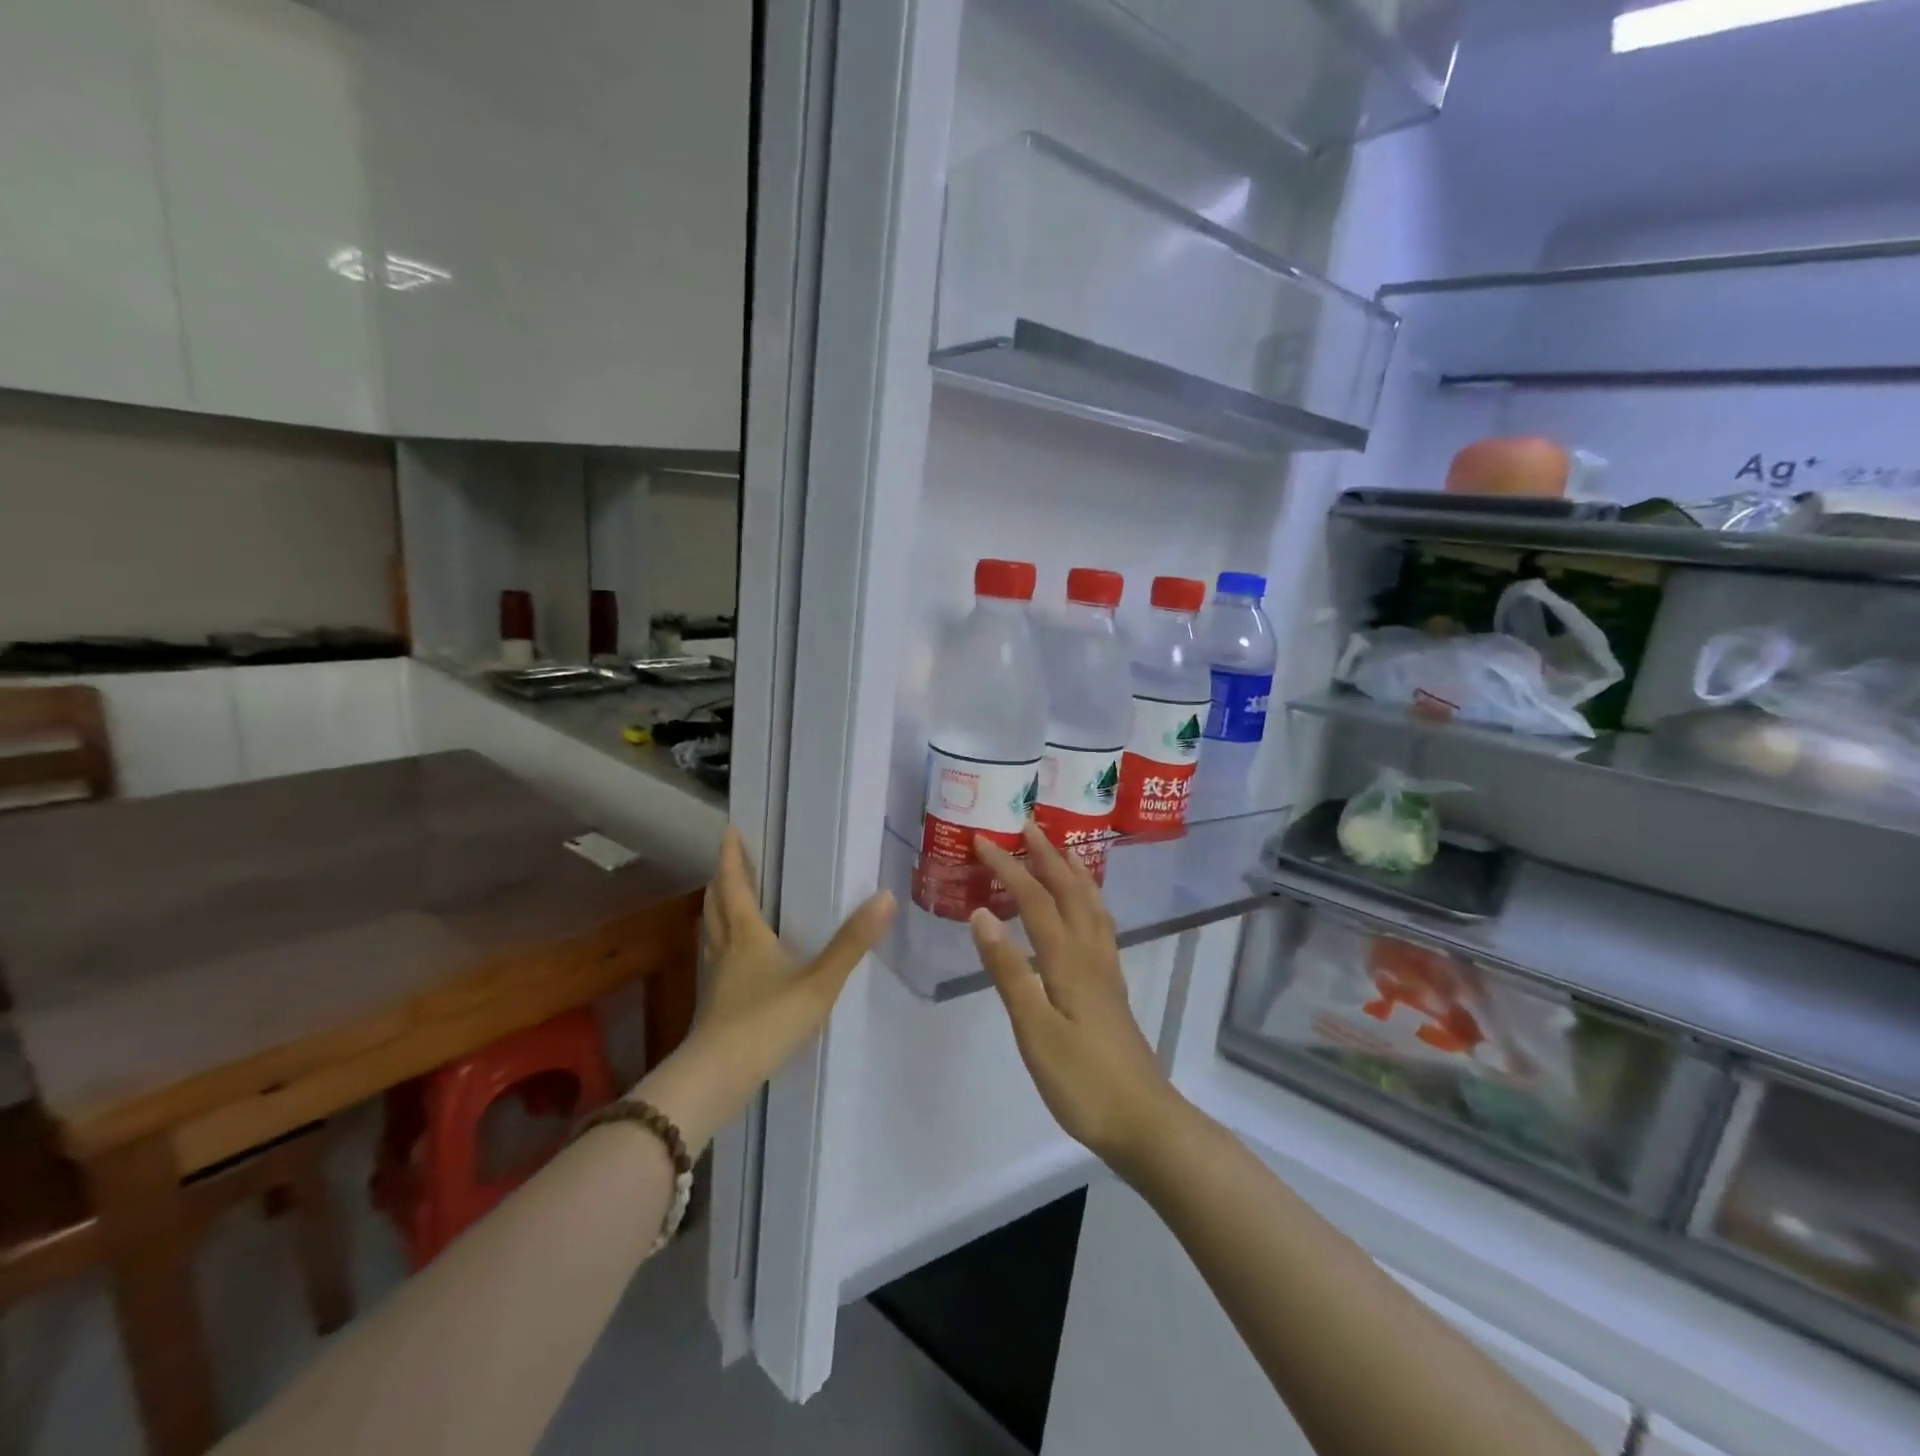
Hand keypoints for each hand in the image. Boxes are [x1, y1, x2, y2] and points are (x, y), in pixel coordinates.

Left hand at [638, 827, 894, 1151]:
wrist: (718, 1077)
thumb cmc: (767, 1021)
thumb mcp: (819, 982)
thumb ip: (852, 943)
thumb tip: (886, 897)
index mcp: (746, 935)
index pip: (734, 886)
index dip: (731, 858)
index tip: (729, 830)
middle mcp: (725, 949)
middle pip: (716, 905)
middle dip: (722, 879)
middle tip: (730, 859)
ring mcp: (715, 978)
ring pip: (711, 932)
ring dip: (718, 909)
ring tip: (728, 899)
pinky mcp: (713, 1004)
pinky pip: (715, 957)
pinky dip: (721, 942)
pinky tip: (733, 957)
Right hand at [970, 825, 1180, 1172]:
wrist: (1144, 1121)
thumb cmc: (1082, 1081)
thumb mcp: (1035, 1029)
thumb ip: (1009, 971)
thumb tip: (982, 914)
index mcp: (1069, 960)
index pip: (1034, 900)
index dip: (1009, 867)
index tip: (983, 840)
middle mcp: (1091, 954)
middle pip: (1070, 891)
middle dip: (1047, 855)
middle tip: (1028, 825)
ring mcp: (1107, 970)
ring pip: (1092, 906)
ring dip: (1073, 873)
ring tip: (1060, 852)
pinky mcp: (1112, 988)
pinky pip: (1099, 926)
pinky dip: (1088, 901)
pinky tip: (1084, 910)